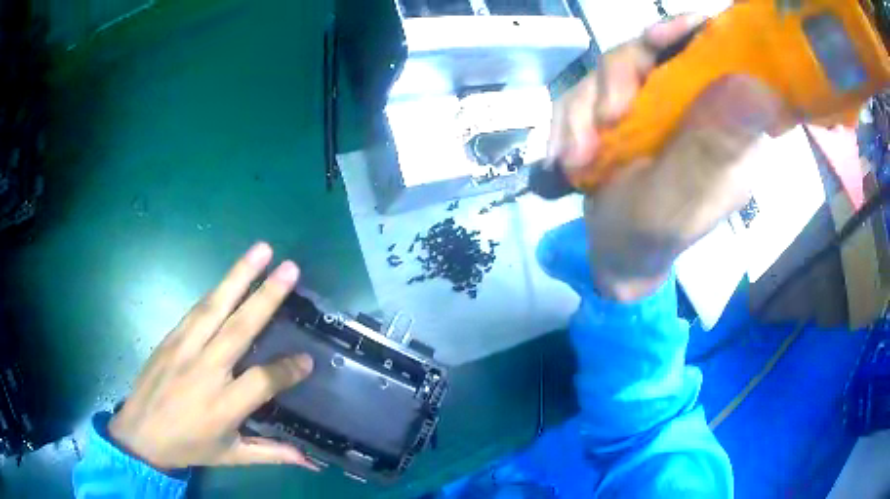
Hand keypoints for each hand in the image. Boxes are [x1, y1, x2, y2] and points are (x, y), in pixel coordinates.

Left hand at [109, 242, 318, 470]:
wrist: (140, 433)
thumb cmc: (189, 447)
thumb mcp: (231, 456)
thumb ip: (270, 453)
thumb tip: (310, 460)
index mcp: (223, 406)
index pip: (263, 380)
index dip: (288, 370)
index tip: (308, 360)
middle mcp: (205, 371)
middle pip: (240, 328)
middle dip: (267, 297)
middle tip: (291, 268)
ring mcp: (184, 349)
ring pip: (215, 307)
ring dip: (239, 276)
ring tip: (262, 250)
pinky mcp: (170, 338)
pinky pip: (196, 309)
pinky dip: (216, 291)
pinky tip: (230, 276)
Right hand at [550, 15, 781, 300]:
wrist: (614, 256)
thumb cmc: (652, 240)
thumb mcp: (682, 200)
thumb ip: (711, 149)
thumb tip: (755, 87)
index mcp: (724, 124)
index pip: (715, 56)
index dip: (687, 33)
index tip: (656, 37)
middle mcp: (692, 105)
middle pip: (653, 52)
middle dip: (617, 80)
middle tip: (603, 121)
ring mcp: (655, 105)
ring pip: (613, 70)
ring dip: (583, 111)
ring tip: (574, 160)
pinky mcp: (623, 111)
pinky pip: (586, 92)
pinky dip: (568, 123)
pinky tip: (562, 157)